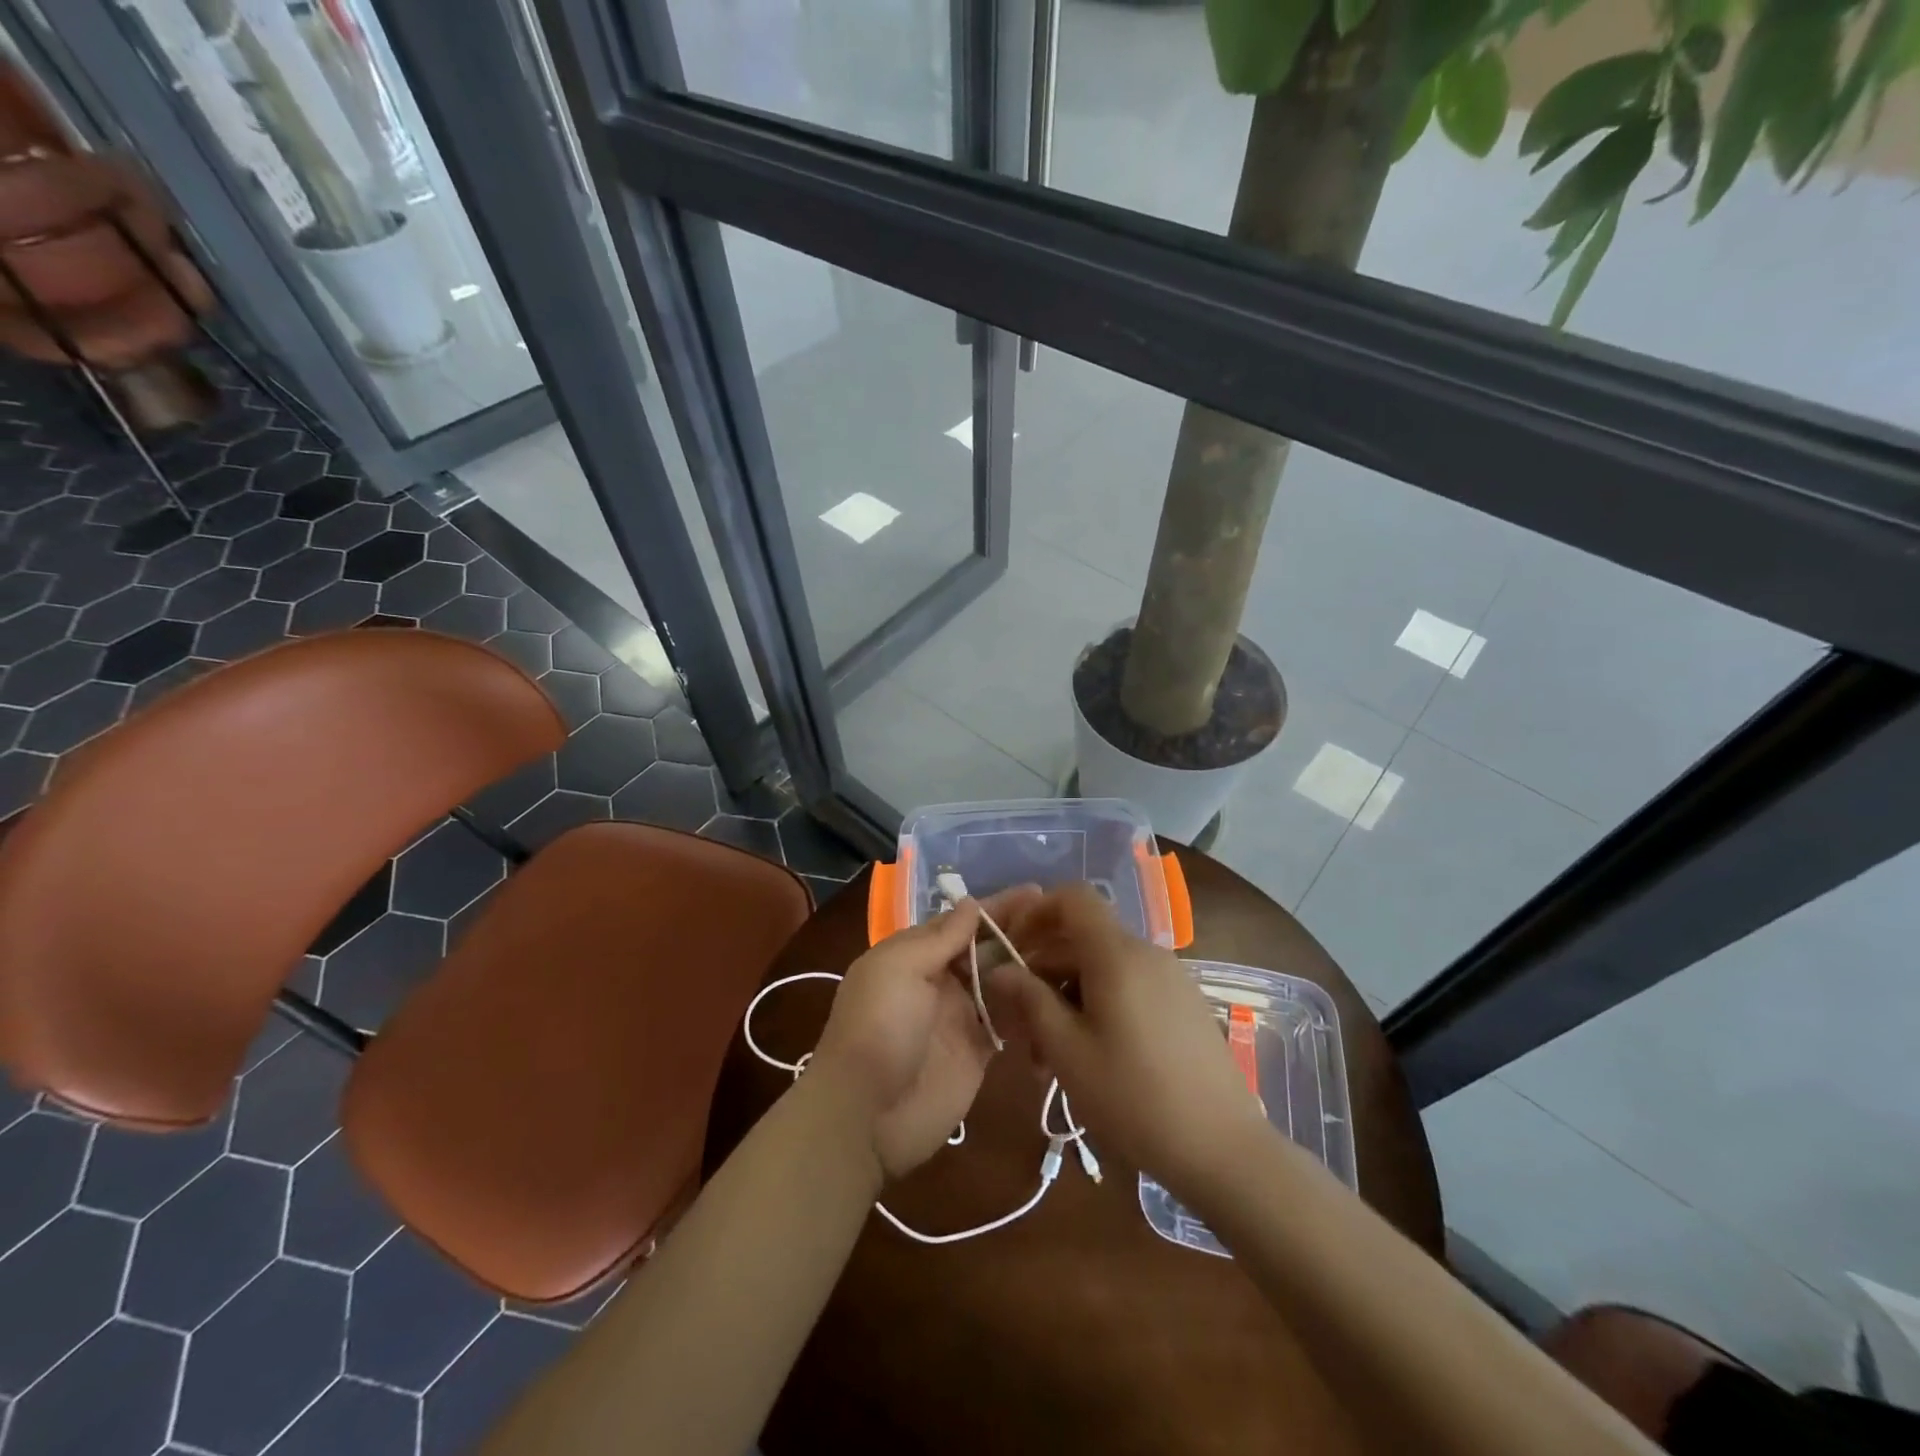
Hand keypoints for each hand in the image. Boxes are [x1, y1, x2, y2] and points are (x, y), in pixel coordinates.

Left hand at [810, 887, 1041, 1180]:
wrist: (865, 1115)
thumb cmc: (878, 1028)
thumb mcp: (898, 969)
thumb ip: (939, 938)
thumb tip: (972, 904)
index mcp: (915, 954)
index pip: (962, 922)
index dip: (997, 907)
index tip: (1036, 893)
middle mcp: (940, 979)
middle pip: (986, 949)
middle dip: (1020, 932)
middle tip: (1066, 920)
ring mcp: (961, 1016)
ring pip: (1002, 981)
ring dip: (1030, 965)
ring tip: (1073, 949)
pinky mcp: (979, 1051)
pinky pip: (1010, 1021)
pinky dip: (1030, 1006)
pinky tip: (1062, 991)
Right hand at [985, 885, 1270, 1201]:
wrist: (1224, 1150)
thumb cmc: (1134, 1097)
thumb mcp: (1068, 1051)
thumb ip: (1030, 1001)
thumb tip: (1000, 969)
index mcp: (1116, 953)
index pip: (1072, 897)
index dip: (1036, 912)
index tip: (1011, 949)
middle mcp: (1146, 953)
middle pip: (1082, 939)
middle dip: (1043, 972)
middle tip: (1019, 1026)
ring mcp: (1170, 978)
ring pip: (1103, 968)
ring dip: (1068, 997)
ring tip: (1049, 1055)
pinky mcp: (1184, 1005)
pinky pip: (1129, 986)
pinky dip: (1099, 1006)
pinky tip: (1090, 1057)